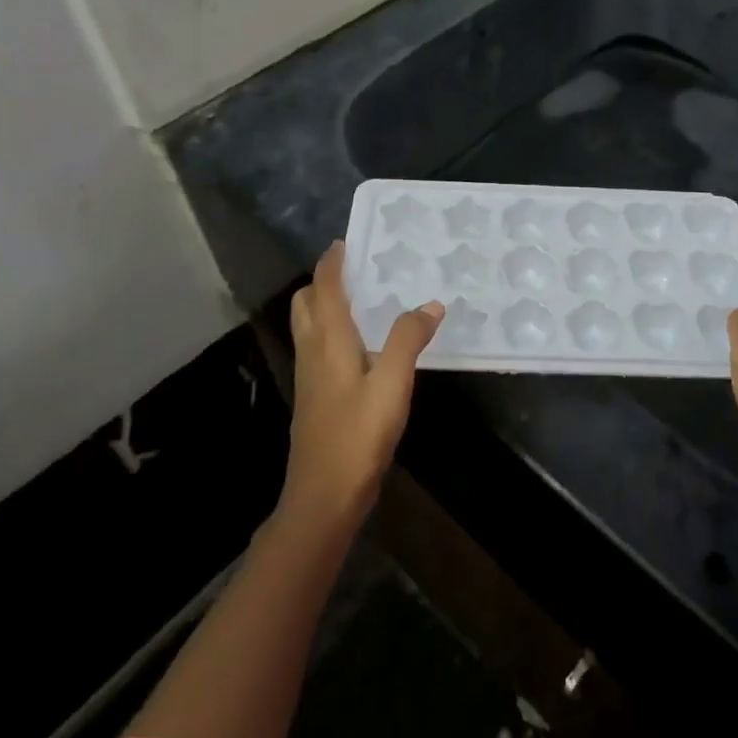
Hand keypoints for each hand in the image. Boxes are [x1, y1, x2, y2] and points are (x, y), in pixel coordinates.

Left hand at [284, 242, 442, 529]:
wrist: (323, 496)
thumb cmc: (357, 435)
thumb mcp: (392, 383)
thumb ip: (409, 339)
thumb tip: (430, 304)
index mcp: (328, 340)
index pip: (324, 288)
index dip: (332, 263)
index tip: (346, 242)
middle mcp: (312, 351)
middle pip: (306, 303)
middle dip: (324, 281)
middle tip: (357, 270)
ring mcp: (310, 376)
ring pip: (309, 326)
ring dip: (326, 305)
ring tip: (362, 299)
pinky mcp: (315, 397)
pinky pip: (319, 347)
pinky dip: (333, 330)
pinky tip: (362, 344)